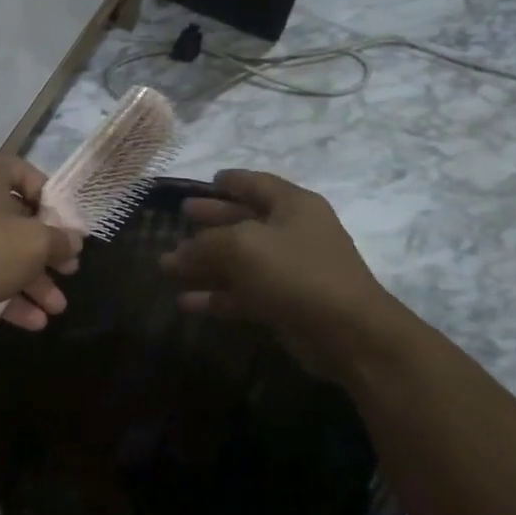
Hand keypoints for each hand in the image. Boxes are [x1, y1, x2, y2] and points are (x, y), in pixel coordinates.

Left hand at [0, 154, 82, 334]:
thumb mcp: (34, 244)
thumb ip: (60, 239)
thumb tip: (73, 240)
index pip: (26, 172)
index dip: (52, 198)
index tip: (68, 226)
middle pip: (17, 218)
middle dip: (47, 251)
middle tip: (69, 272)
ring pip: (3, 251)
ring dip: (33, 280)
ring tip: (56, 308)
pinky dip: (8, 293)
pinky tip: (34, 321)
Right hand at [160, 169, 401, 375]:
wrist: (348, 334)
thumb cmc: (296, 273)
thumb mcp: (243, 246)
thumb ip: (205, 244)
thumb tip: (178, 253)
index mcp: (293, 206)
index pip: (256, 183)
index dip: (231, 180)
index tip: (206, 180)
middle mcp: (293, 233)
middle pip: (244, 220)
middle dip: (211, 219)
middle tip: (181, 216)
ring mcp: (289, 271)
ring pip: (239, 261)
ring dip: (204, 263)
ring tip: (166, 264)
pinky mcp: (283, 304)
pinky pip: (242, 294)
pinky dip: (215, 297)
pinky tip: (185, 302)